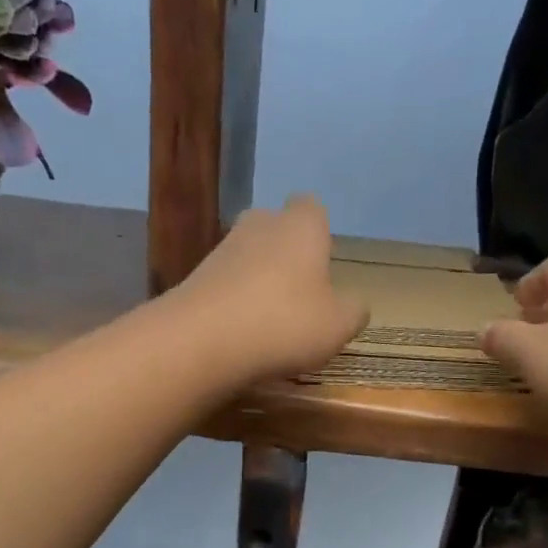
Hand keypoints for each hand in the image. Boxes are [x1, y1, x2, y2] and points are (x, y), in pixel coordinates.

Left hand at [173, 196, 369, 382]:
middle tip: (299, 291)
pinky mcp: (193, 279)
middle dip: (285, 253)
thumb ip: (352, 310)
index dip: (319, 231)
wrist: (202, 340)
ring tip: (270, 321)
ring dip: (258, 280)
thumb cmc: (284, 322)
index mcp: (300, 226)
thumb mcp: (338, 325)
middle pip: (275, 228)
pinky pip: (224, 285)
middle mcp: (259, 225)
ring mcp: (221, 250)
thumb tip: (354, 304)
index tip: (323, 261)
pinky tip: (241, 334)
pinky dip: (234, 303)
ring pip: (247, 257)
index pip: (311, 207)